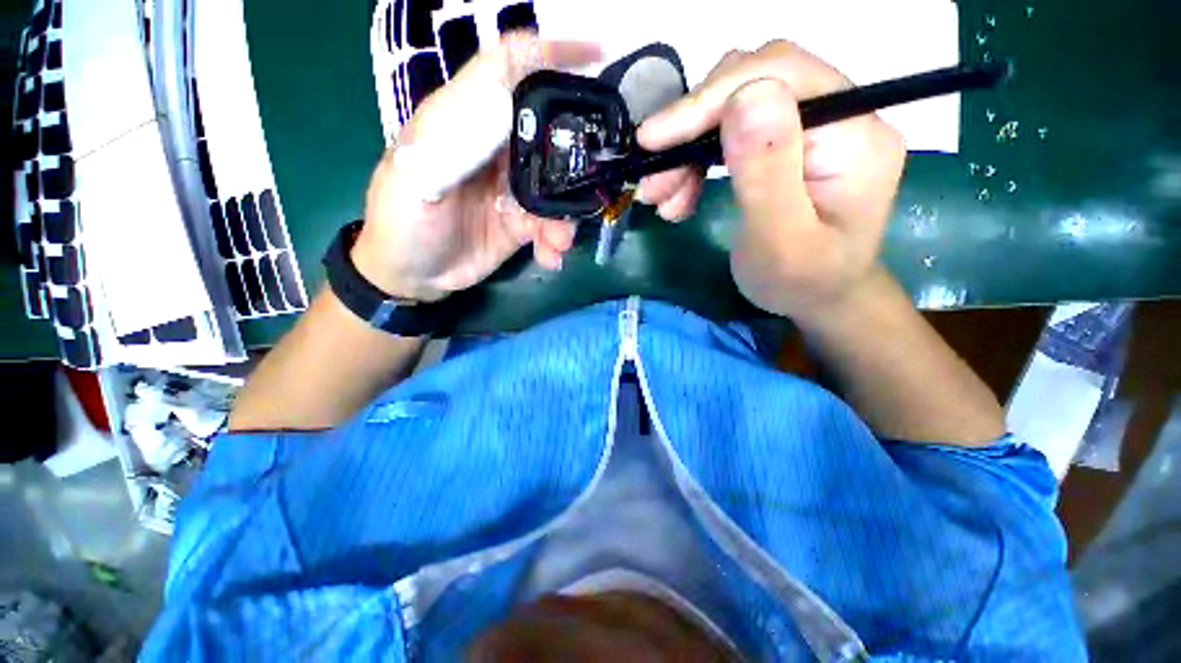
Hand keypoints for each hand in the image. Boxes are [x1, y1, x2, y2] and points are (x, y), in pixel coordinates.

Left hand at [352, 34, 600, 301]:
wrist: (413, 275)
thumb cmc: (401, 223)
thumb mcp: (413, 179)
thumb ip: (452, 143)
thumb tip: (499, 112)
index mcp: (465, 122)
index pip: (507, 69)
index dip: (548, 53)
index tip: (595, 56)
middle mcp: (496, 148)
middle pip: (549, 131)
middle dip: (577, 154)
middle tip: (598, 178)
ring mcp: (513, 188)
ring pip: (558, 186)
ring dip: (567, 215)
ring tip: (560, 242)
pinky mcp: (522, 222)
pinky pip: (552, 224)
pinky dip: (556, 240)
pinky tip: (550, 257)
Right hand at [636, 41, 905, 321]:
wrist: (816, 296)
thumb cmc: (800, 282)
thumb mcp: (781, 243)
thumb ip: (768, 173)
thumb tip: (745, 96)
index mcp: (855, 135)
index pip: (781, 77)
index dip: (711, 99)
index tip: (654, 140)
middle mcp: (841, 114)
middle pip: (752, 83)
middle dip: (691, 129)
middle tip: (654, 182)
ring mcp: (814, 124)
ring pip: (734, 105)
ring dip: (687, 149)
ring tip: (662, 198)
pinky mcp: (787, 141)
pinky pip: (731, 130)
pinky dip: (695, 158)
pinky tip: (680, 194)